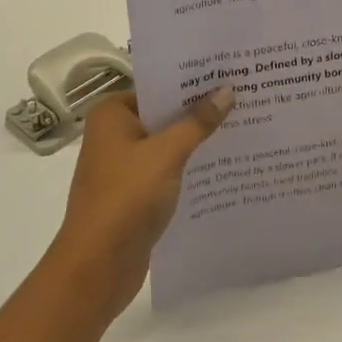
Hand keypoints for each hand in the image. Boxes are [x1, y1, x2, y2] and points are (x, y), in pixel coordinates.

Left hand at [45, 85, 233, 323]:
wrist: (97, 268)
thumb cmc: (126, 198)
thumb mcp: (167, 153)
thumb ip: (198, 122)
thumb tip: (227, 90)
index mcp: (112, 114)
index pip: (158, 86)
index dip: (192, 81)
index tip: (228, 73)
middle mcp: (114, 135)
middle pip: (164, 114)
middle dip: (199, 110)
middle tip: (243, 95)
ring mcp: (123, 166)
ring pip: (168, 143)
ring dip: (197, 139)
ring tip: (242, 124)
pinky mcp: (135, 194)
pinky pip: (168, 169)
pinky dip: (190, 165)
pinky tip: (223, 162)